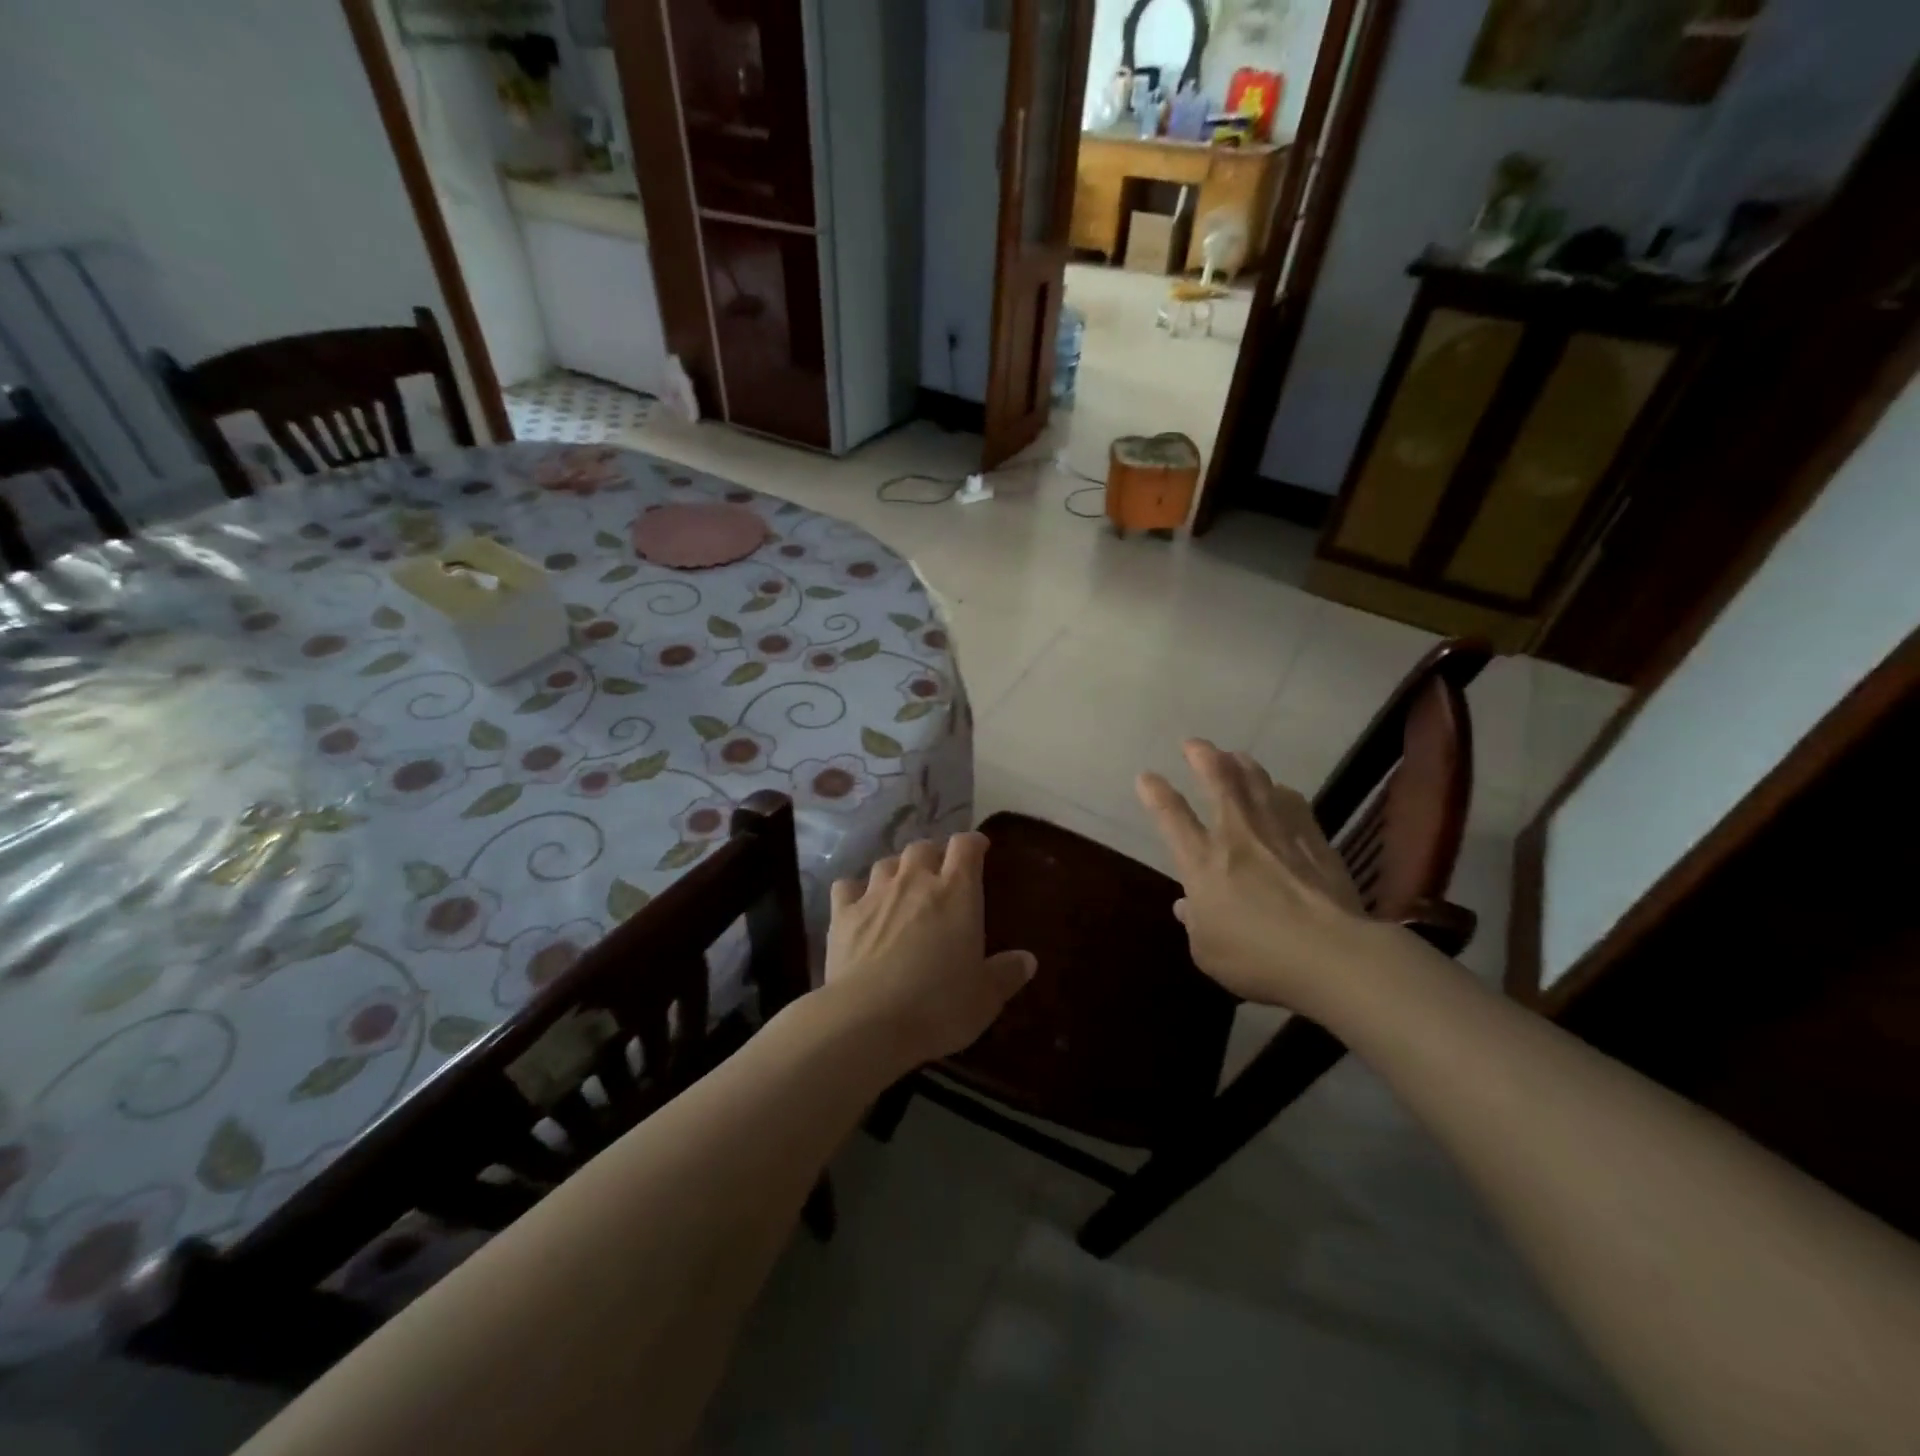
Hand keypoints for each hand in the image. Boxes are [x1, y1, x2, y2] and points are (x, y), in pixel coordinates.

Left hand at [824, 833, 1035, 1065]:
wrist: (867, 1021)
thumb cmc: (938, 1006)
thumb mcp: (985, 997)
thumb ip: (1006, 974)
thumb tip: (1027, 960)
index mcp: (956, 892)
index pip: (965, 846)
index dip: (972, 843)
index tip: (979, 849)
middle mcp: (915, 881)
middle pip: (923, 847)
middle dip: (933, 855)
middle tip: (939, 873)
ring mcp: (875, 894)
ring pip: (886, 863)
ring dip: (897, 869)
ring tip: (901, 886)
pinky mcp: (842, 914)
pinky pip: (847, 887)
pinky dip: (855, 890)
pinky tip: (858, 904)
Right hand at [1137, 740, 1372, 1013]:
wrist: (1333, 956)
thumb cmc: (1258, 959)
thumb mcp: (1207, 951)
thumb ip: (1195, 923)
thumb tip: (1187, 905)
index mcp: (1202, 862)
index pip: (1171, 816)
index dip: (1156, 793)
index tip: (1146, 776)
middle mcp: (1237, 836)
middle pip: (1219, 782)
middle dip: (1203, 757)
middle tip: (1194, 743)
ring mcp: (1278, 834)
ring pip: (1257, 784)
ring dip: (1242, 765)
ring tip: (1234, 754)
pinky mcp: (1313, 841)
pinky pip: (1294, 804)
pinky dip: (1281, 792)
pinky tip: (1281, 790)